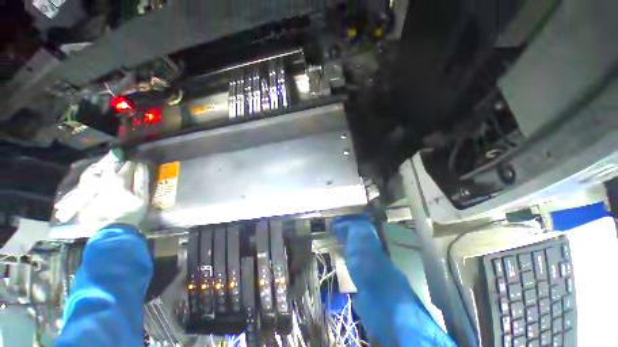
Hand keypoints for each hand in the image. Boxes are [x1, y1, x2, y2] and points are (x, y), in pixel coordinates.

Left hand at [54, 151, 149, 228]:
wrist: (118, 225)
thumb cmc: (133, 210)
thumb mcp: (142, 195)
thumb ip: (141, 179)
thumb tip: (141, 165)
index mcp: (119, 179)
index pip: (128, 165)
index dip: (135, 163)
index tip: (141, 162)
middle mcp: (107, 179)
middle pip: (113, 166)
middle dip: (119, 163)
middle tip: (126, 163)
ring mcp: (100, 186)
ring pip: (103, 171)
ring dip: (110, 167)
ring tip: (116, 167)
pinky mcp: (96, 192)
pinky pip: (97, 179)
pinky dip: (102, 175)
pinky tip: (105, 177)